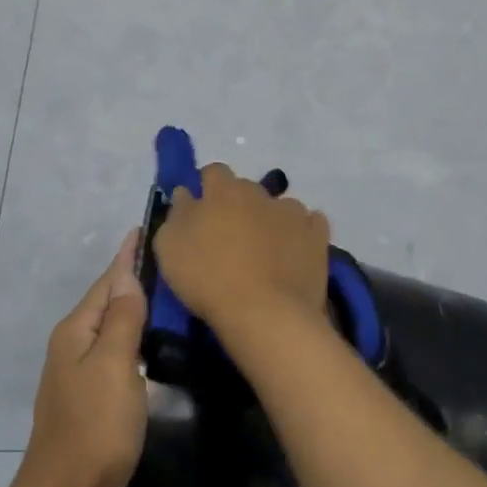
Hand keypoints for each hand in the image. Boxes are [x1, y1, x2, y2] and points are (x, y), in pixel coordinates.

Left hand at [22, 229, 148, 486]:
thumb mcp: (113, 366)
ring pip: (109, 326)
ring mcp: (76, 372)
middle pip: (105, 300)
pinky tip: (148, 339)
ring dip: (132, 305)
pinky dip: (131, 334)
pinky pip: (112, 349)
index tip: (143, 228)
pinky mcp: (88, 396)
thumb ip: (121, 320)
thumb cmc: (95, 427)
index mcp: (76, 331)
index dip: (126, 256)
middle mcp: (71, 344)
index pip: (107, 281)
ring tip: (162, 290)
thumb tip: (127, 276)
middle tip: (165, 256)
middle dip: (130, 277)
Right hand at [152, 162, 330, 334]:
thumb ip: (177, 213)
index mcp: (223, 191)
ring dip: (271, 220)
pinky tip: (294, 254)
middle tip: (230, 237)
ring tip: (265, 251)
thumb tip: (186, 194)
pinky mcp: (318, 236)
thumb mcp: (169, 246)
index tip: (201, 210)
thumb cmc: (208, 278)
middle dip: (238, 206)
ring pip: (280, 207)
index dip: (206, 188)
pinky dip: (301, 234)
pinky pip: (310, 224)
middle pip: (246, 189)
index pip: (213, 172)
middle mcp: (260, 193)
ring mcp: (293, 213)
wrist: (264, 313)